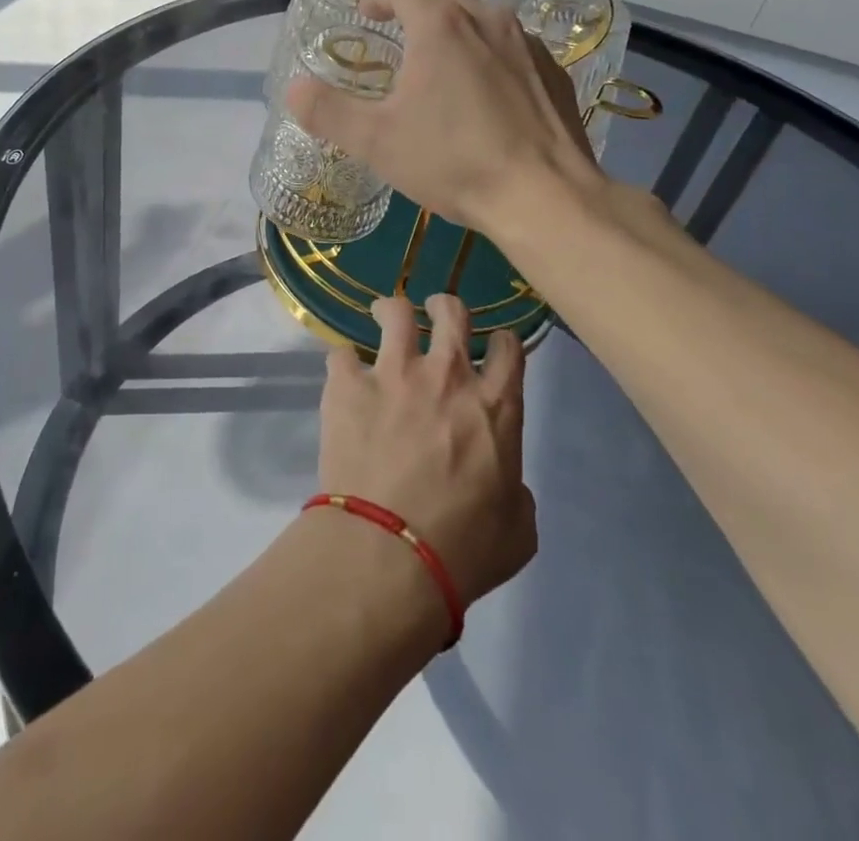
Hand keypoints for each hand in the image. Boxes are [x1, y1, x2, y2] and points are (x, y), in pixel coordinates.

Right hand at [285, 0, 596, 233]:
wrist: (543, 195)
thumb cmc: (453, 161)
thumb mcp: (376, 141)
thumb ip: (328, 111)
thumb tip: (293, 89)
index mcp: (441, 26)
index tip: (367, 12)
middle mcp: (488, 20)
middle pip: (445, 2)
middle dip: (419, 16)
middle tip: (402, 44)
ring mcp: (528, 45)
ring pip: (484, 24)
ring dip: (459, 37)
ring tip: (445, 69)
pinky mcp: (555, 73)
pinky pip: (514, 52)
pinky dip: (494, 62)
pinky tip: (490, 99)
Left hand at [313, 294, 535, 611]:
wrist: (389, 553)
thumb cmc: (463, 549)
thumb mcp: (518, 530)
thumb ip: (516, 492)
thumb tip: (505, 482)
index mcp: (494, 404)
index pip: (508, 346)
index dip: (501, 341)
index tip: (490, 348)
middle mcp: (447, 374)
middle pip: (452, 311)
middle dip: (445, 306)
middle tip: (434, 312)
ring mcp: (394, 373)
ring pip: (395, 311)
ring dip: (390, 311)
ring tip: (382, 317)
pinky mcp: (348, 384)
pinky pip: (341, 353)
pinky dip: (343, 362)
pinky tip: (342, 375)